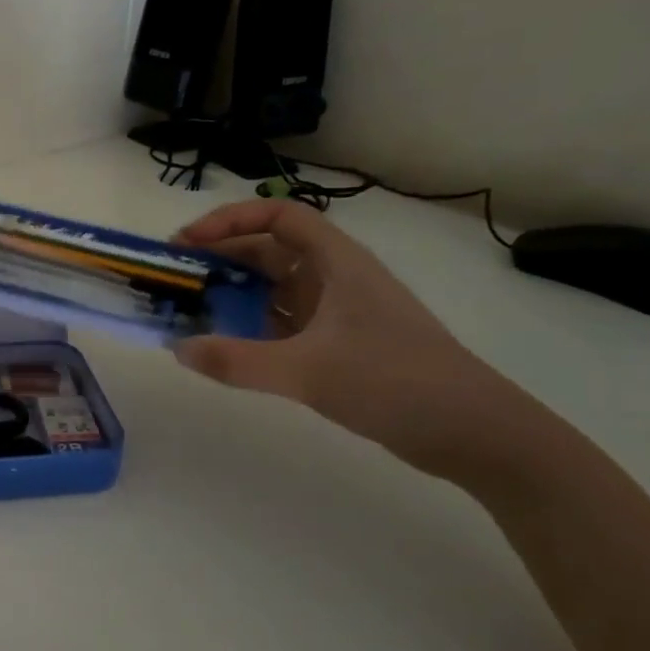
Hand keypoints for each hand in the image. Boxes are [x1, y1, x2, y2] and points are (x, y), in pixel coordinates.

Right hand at [172, 200, 510, 473]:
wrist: (474, 433)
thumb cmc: (395, 382)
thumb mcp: (308, 370)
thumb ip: (237, 360)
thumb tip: (178, 348)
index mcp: (336, 263)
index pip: (278, 217)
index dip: (230, 220)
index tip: (188, 243)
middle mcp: (335, 279)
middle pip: (269, 251)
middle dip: (220, 258)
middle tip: (175, 278)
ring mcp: (338, 314)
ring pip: (274, 288)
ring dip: (233, 293)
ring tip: (189, 309)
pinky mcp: (338, 345)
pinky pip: (282, 322)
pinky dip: (250, 326)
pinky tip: (225, 343)